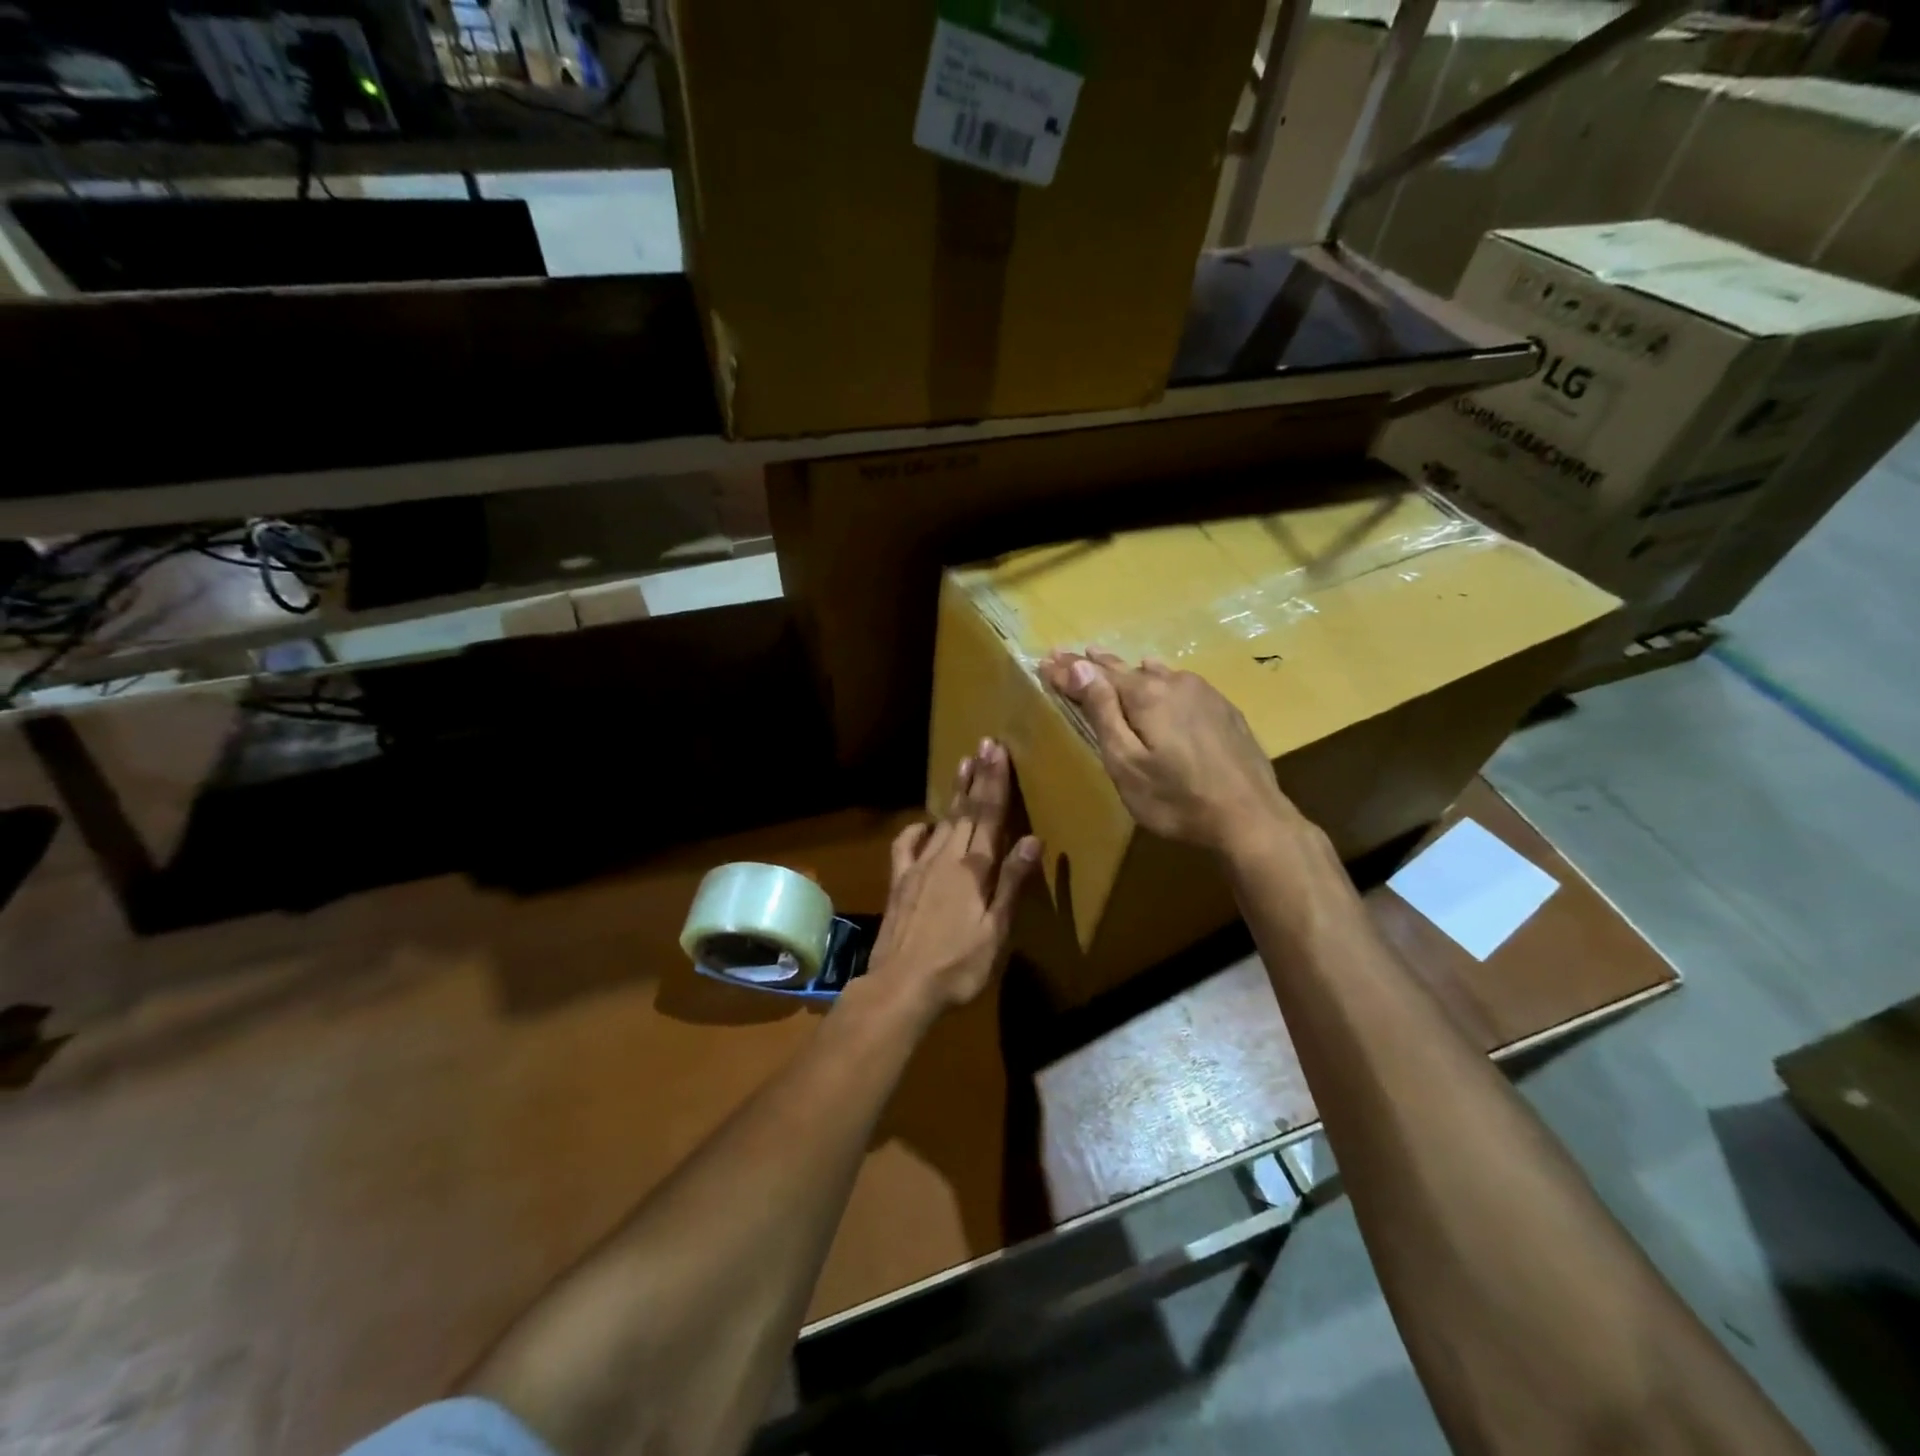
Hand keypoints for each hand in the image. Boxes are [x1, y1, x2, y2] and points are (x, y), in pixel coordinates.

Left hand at [861, 738, 1039, 1016]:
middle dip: (977, 776)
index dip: (995, 782)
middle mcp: (947, 858)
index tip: (998, 751)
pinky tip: (923, 823)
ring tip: (963, 765)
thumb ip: (1012, 883)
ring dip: (954, 793)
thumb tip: (1031, 838)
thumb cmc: (959, 965)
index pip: (990, 816)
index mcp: (974, 869)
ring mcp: (919, 867)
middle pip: (966, 811)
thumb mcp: (996, 930)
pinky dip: (916, 830)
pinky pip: (907, 846)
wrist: (901, 985)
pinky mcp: (899, 882)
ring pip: (942, 821)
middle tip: (984, 744)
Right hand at [1039, 650, 1304, 856]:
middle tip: (1070, 655)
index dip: (1069, 668)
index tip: (1045, 660)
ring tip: (1108, 663)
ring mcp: (1204, 694)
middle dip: (1094, 665)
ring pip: (1156, 674)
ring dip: (1128, 671)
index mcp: (1146, 695)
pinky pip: (1180, 684)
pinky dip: (1159, 681)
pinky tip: (1159, 680)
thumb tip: (1079, 666)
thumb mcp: (1126, 763)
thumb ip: (1103, 712)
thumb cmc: (1176, 799)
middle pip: (1126, 669)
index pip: (1096, 673)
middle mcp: (1175, 682)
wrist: (1250, 818)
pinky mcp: (1224, 709)